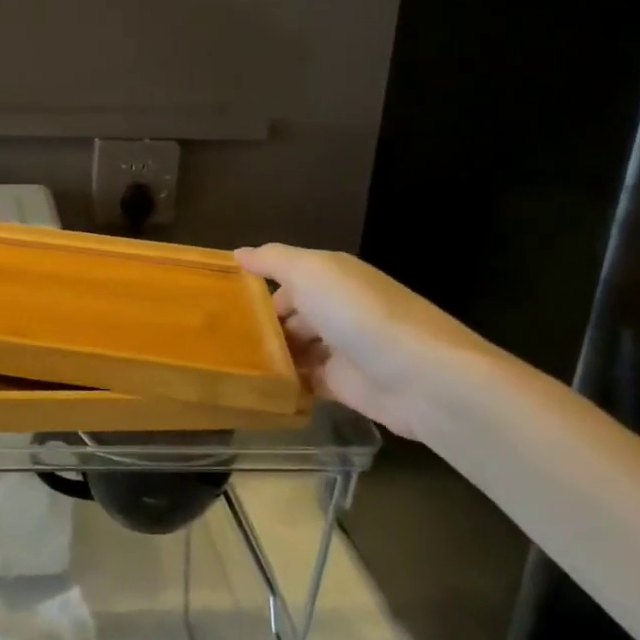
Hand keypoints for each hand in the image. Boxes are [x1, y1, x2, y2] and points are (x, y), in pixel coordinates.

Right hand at [236, 243, 494, 440]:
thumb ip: (273, 260)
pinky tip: (257, 386)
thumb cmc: (358, 314)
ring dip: (270, 355)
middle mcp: (338, 308)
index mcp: (333, 276)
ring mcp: (342, 348)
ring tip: (229, 364)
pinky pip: (306, 381)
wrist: (421, 377)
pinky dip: (286, 383)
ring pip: (296, 347)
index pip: (287, 277)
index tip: (220, 300)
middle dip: (260, 324)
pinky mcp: (345, 385)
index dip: (257, 286)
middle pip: (290, 313)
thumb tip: (238, 253)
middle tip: (218, 338)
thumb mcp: (311, 272)